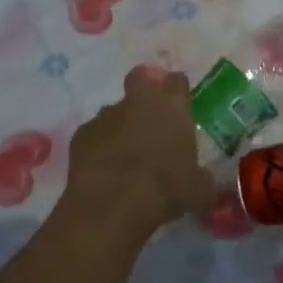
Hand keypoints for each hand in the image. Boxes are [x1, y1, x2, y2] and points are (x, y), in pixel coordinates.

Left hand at [62, 68, 212, 238]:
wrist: (113, 203)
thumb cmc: (166, 190)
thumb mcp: (198, 190)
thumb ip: (200, 177)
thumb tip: (201, 179)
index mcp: (173, 108)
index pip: (177, 82)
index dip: (177, 91)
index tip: (179, 105)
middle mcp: (139, 102)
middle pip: (140, 78)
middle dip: (144, 90)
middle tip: (148, 116)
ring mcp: (106, 116)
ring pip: (114, 110)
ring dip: (120, 125)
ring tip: (124, 153)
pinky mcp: (81, 134)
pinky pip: (93, 134)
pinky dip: (98, 146)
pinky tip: (103, 169)